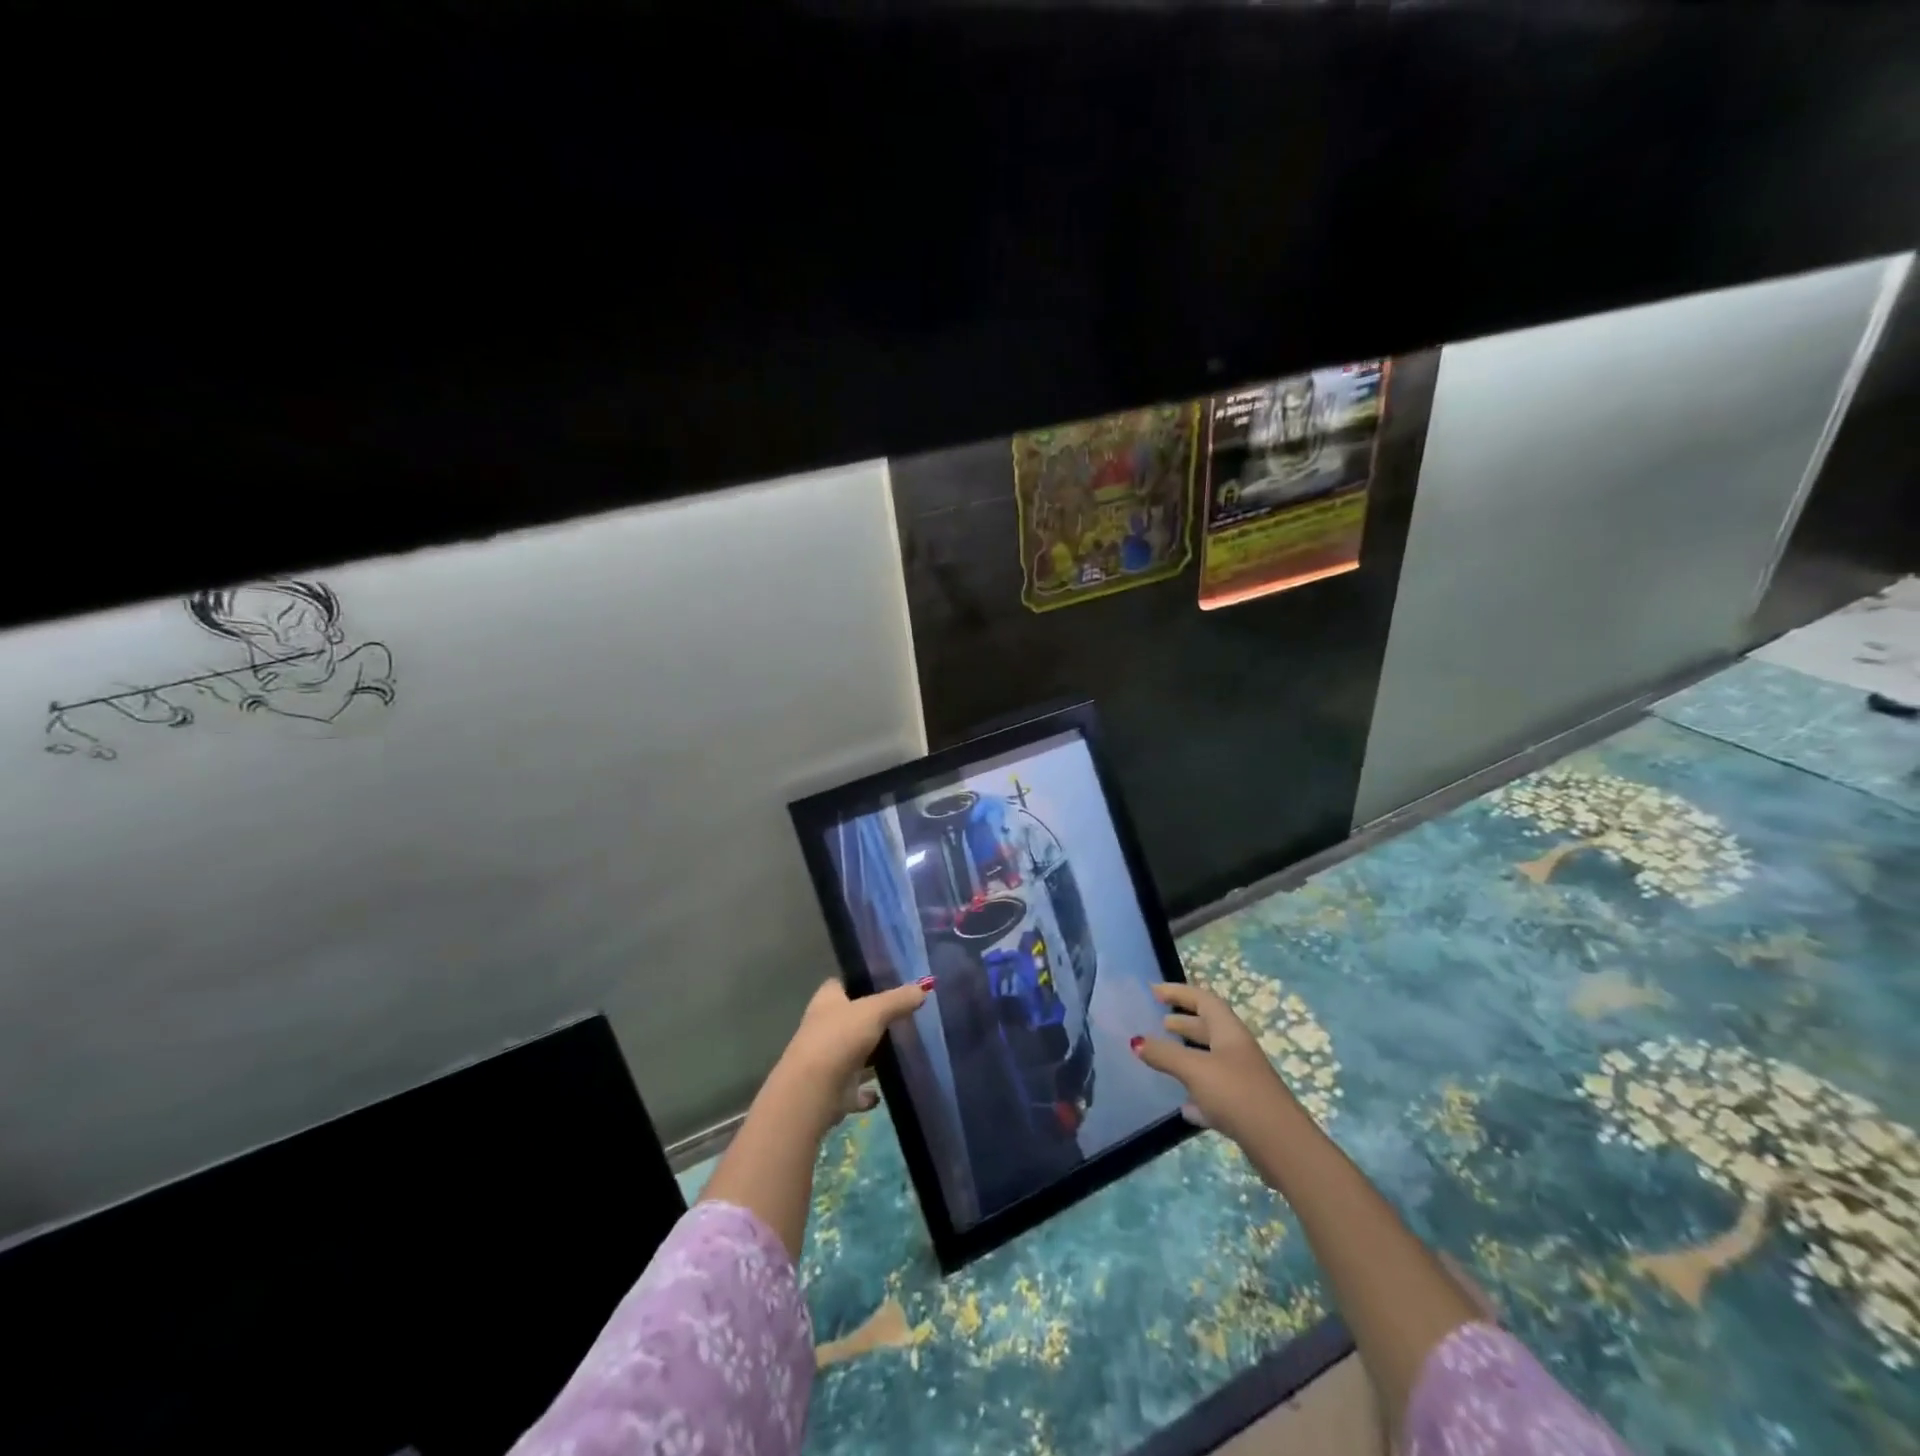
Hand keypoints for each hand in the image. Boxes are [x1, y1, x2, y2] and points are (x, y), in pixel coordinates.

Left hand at [769, 977, 929, 1131]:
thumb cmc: (839, 1038)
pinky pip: (857, 1089)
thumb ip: (899, 999)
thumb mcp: (875, 1011)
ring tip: (902, 1051)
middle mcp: (824, 1027)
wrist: (814, 1091)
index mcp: (827, 1001)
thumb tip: (925, 987)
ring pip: (854, 1053)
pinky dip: (868, 1092)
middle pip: (850, 1019)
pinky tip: (885, 1090)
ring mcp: (828, 1060)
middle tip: (904, 1016)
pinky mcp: (835, 1090)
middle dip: (872, 1020)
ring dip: (871, 1056)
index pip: (841, 984)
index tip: (886, 984)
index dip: (860, 982)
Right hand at [1132, 981, 1294, 1143]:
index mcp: (1229, 1032)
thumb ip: (1164, 1054)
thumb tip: (1136, 1041)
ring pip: (1210, 1059)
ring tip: (1165, 1057)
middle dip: (1184, 1022)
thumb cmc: (1236, 1093)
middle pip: (1208, 1028)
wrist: (1280, 1145)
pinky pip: (1214, 1092)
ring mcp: (1242, 1079)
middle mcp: (1237, 1050)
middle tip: (1160, 1022)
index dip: (1179, 992)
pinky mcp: (1243, 1108)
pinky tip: (1184, 1106)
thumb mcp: (1194, 1069)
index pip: (1203, 1000)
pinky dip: (1197, 1093)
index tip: (1154, 991)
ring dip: (1188, 1055)